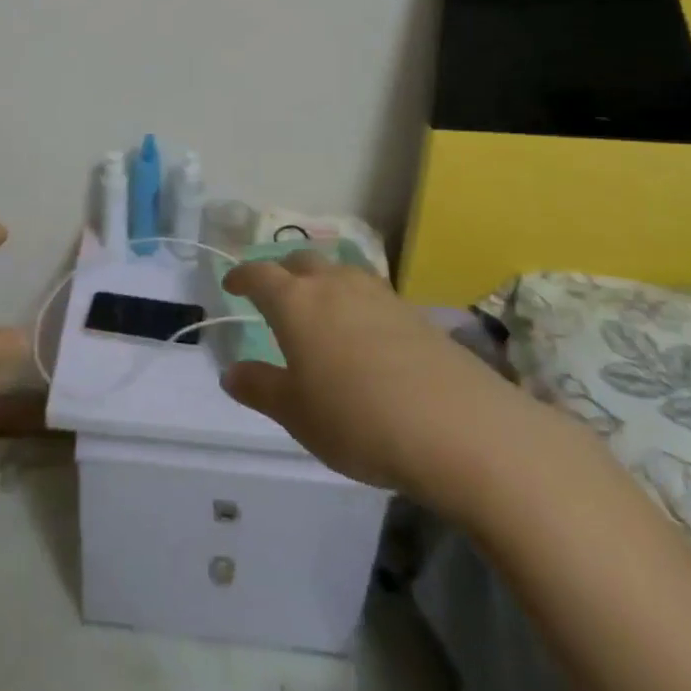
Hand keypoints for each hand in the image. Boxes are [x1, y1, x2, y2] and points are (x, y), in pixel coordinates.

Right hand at [221, 251, 553, 508]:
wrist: (459, 428)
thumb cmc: (358, 419)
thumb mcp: (297, 414)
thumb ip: (260, 388)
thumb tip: (230, 372)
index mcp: (296, 302)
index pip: (259, 274)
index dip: (242, 276)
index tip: (231, 284)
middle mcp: (334, 285)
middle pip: (301, 262)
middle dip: (282, 272)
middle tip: (274, 294)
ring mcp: (379, 295)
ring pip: (340, 273)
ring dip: (322, 283)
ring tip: (320, 310)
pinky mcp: (414, 313)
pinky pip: (371, 294)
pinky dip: (356, 303)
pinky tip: (364, 334)